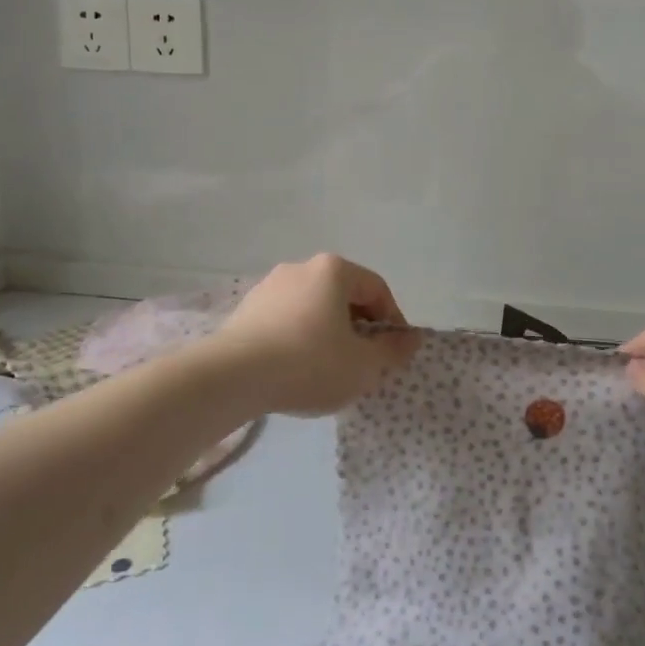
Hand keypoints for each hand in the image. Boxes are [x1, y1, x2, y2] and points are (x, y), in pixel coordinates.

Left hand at [208, 254, 419, 416]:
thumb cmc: (309, 363)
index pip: (377, 290)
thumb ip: (392, 351)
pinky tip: (296, 369)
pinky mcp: (246, 309)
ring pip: (314, 308)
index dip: (393, 322)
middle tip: (363, 363)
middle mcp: (301, 268)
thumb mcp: (363, 365)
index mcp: (334, 270)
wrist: (232, 377)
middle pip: (344, 296)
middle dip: (359, 328)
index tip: (393, 353)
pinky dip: (299, 339)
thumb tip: (412, 338)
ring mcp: (269, 286)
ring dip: (328, 334)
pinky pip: (286, 320)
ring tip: (329, 370)